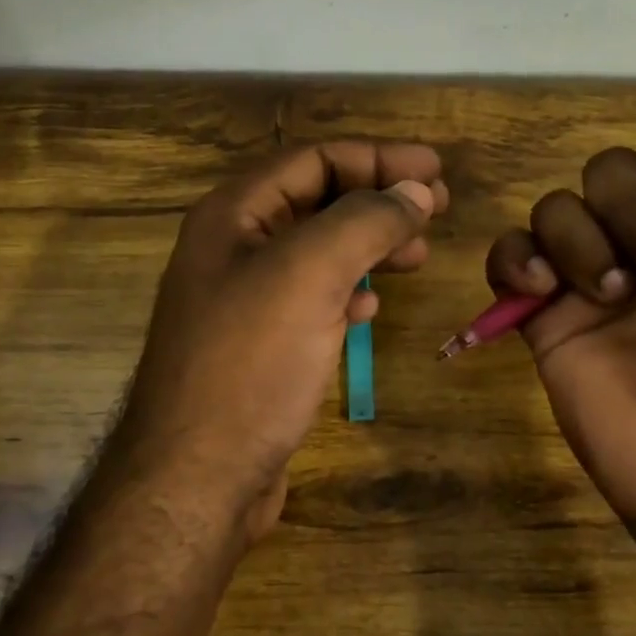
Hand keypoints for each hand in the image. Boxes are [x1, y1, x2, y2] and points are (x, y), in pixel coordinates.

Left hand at [118, 141, 447, 540]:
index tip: (435, 171)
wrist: (198, 476)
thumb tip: (415, 191)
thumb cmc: (250, 363)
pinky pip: (312, 298)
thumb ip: (365, 220)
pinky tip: (371, 306)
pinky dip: (347, 291)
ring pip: (319, 252)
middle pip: (318, 202)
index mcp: (234, 215)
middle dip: (378, 200)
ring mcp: (245, 300)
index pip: (314, 160)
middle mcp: (234, 248)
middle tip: (437, 209)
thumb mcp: (309, 274)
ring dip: (370, 245)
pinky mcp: (260, 346)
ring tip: (418, 255)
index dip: (378, 159)